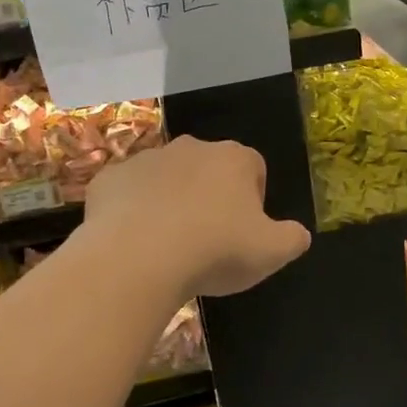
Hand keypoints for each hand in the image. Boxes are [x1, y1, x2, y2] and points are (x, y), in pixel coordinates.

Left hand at [83, 135, 311, 297]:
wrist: (137, 258)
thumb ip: (293, 238)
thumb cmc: (215, 251)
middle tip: (208, 239)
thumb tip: (298, 234)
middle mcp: (190, 148)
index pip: (253, 169)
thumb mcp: (272, 253)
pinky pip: (127, 194)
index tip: (244, 232)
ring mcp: (145, 159)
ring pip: (165, 179)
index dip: (252, 200)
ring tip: (168, 245)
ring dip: (170, 202)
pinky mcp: (108, 179)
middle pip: (208, 169)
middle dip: (210, 197)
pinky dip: (132, 212)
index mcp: (234, 159)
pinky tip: (134, 243)